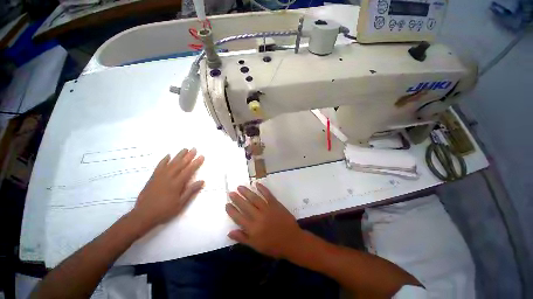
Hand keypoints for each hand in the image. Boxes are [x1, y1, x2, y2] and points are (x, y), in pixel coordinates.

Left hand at [132, 148, 204, 229]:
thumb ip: (191, 191)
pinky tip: (168, 155)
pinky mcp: (153, 177)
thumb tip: (202, 181)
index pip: (189, 170)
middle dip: (188, 156)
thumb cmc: (164, 210)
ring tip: (185, 149)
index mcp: (177, 184)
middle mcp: (169, 177)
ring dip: (179, 155)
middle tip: (194, 149)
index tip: (201, 156)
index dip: (196, 163)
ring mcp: (160, 176)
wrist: (143, 215)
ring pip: (171, 163)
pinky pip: (159, 166)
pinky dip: (164, 160)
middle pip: (180, 164)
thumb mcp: (180, 203)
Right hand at [225, 183, 302, 258]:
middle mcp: (258, 217)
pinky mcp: (275, 204)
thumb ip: (242, 238)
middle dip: (237, 198)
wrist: (292, 240)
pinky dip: (262, 188)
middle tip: (231, 192)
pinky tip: (256, 184)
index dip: (232, 210)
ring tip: (240, 187)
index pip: (239, 217)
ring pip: (254, 198)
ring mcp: (267, 209)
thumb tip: (229, 232)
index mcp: (253, 229)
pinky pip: (267, 194)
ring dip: (246, 192)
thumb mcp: (256, 246)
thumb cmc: (273, 246)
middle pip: (245, 205)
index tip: (226, 204)